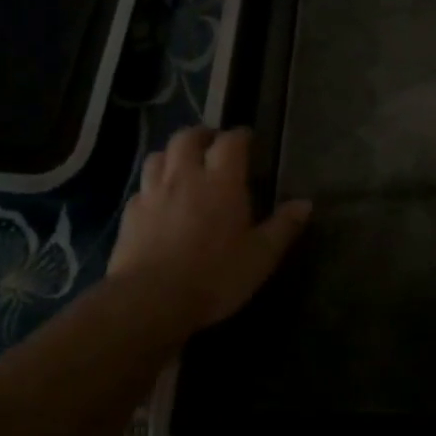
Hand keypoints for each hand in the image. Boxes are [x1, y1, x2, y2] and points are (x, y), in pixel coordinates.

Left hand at [108, 127, 310, 335]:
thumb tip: (305, 204)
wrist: (150, 300)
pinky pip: (142, 187)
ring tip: (184, 166)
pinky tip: (158, 201)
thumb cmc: (214, 276)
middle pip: (188, 137)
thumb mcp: (260, 257)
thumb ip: (283, 227)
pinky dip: (153, 185)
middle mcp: (184, 177)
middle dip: (202, 135)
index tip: (248, 139)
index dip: (240, 136)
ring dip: (173, 154)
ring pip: (159, 156)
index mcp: (221, 181)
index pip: (230, 142)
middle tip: (213, 145)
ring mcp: (152, 193)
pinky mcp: (129, 213)